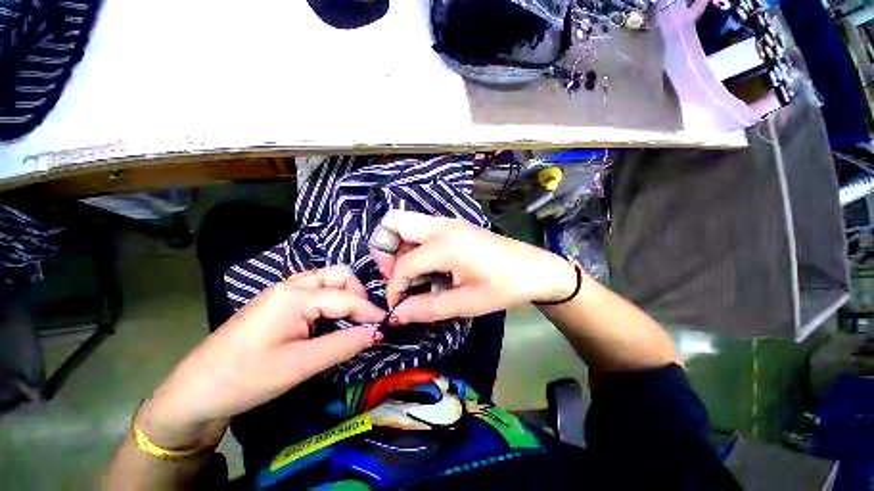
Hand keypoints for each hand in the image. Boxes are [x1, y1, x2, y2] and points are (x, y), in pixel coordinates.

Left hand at [138, 266, 384, 449]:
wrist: (195, 392)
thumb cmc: (246, 377)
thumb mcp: (300, 365)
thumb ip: (344, 345)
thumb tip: (378, 333)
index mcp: (295, 296)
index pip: (346, 297)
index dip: (369, 311)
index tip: (386, 325)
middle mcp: (291, 285)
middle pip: (338, 275)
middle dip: (357, 294)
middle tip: (363, 320)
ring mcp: (282, 292)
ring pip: (327, 281)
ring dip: (344, 297)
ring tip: (349, 322)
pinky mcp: (278, 303)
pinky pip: (315, 292)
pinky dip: (330, 303)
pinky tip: (328, 323)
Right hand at [371, 210, 576, 323]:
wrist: (535, 269)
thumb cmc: (503, 287)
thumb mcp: (465, 303)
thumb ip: (426, 308)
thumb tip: (396, 315)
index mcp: (445, 245)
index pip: (403, 264)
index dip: (394, 287)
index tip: (397, 305)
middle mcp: (441, 226)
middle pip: (393, 222)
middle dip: (385, 250)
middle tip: (396, 275)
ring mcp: (448, 222)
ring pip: (406, 223)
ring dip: (398, 246)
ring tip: (412, 273)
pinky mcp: (454, 226)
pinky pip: (421, 228)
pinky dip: (413, 244)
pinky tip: (427, 266)